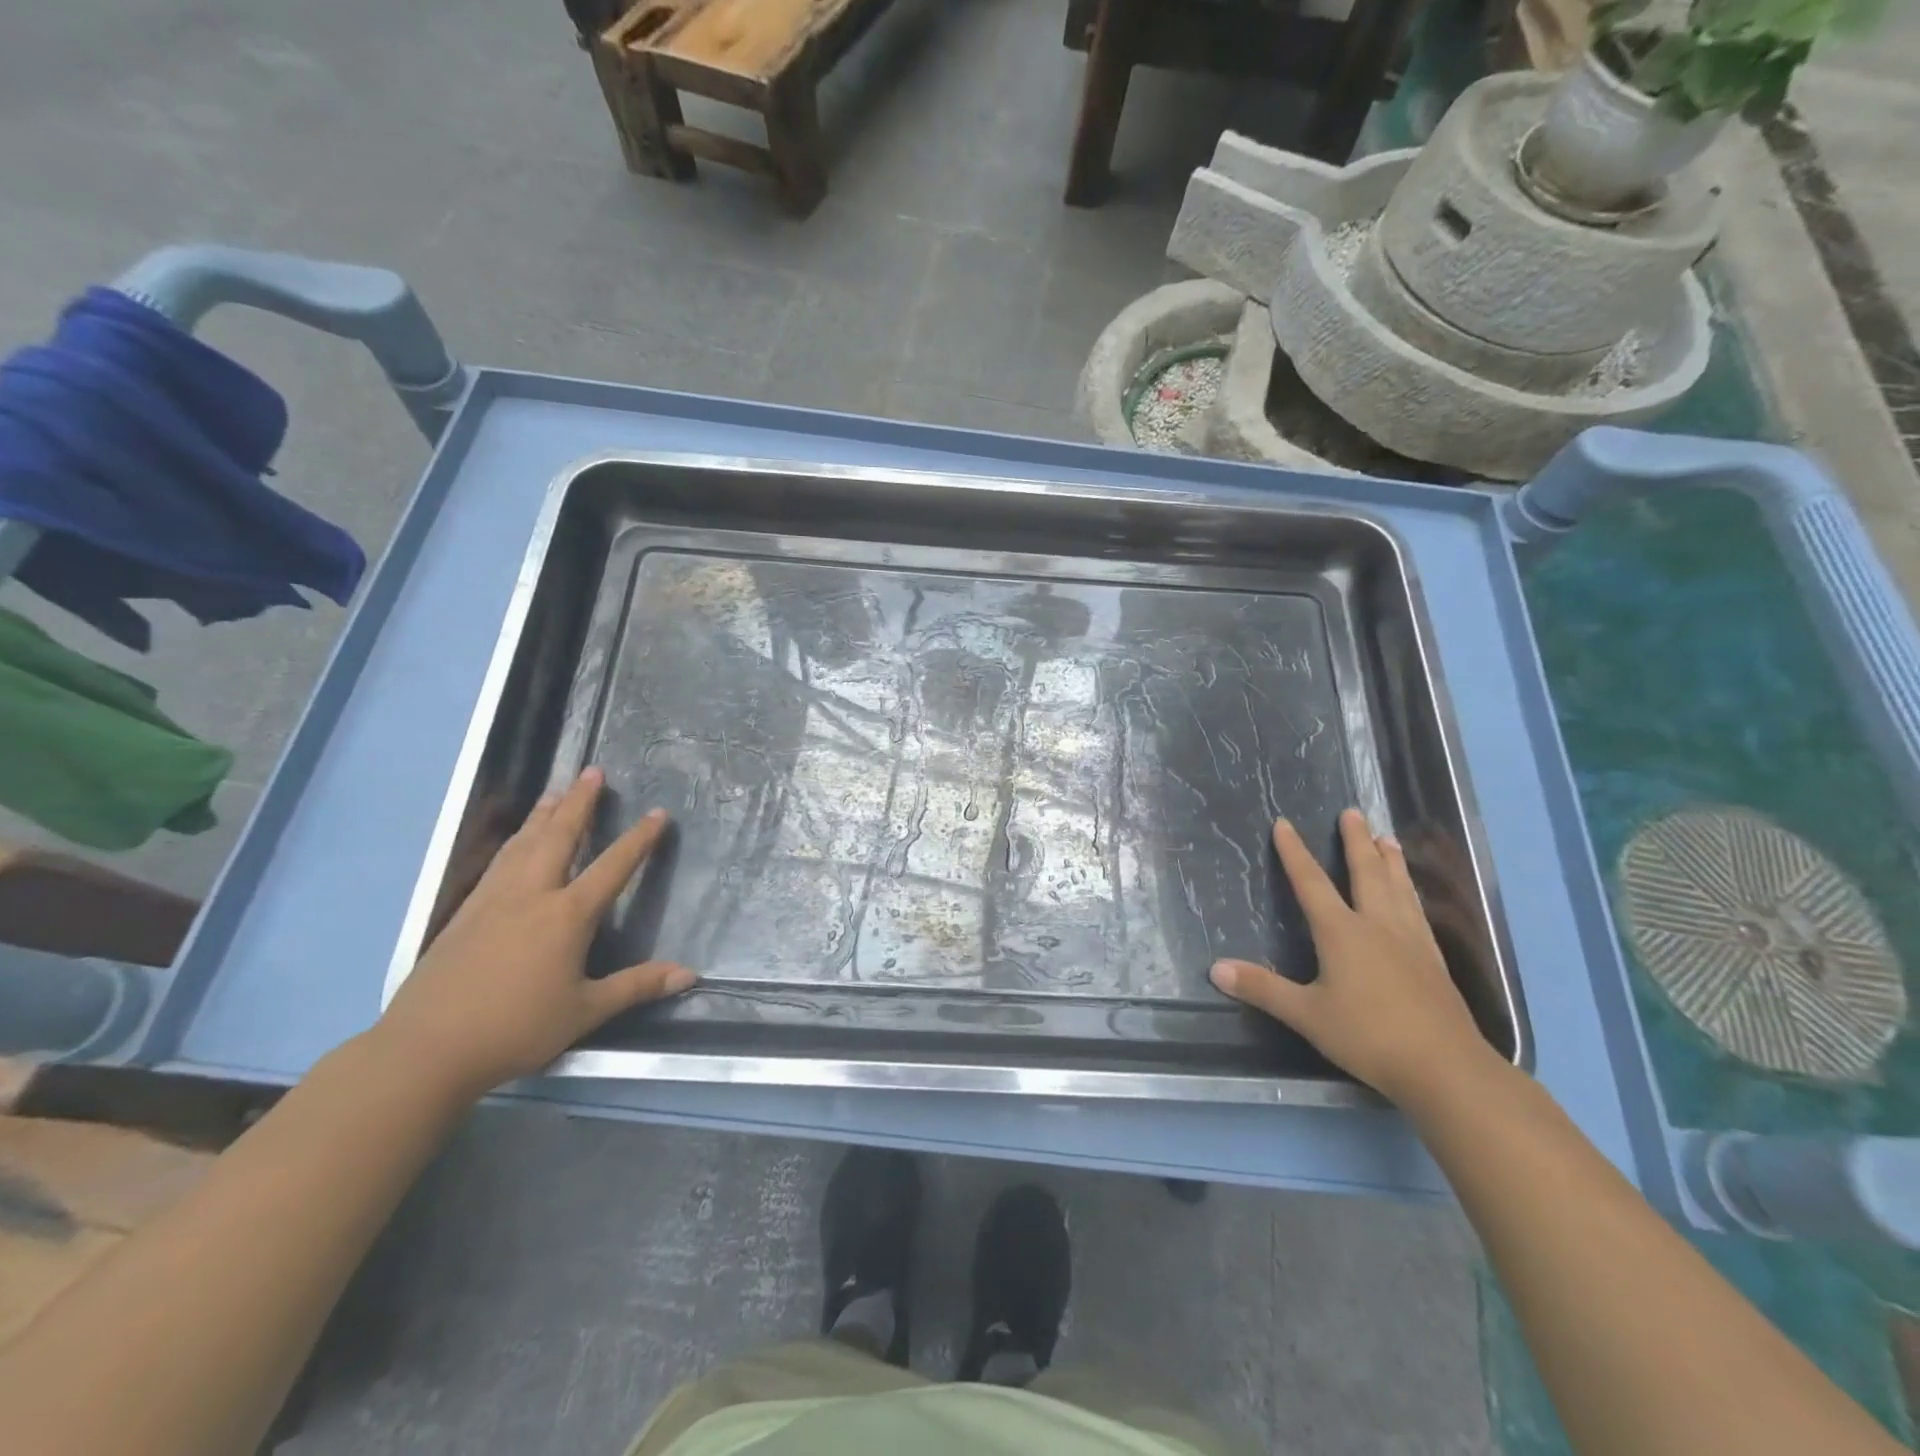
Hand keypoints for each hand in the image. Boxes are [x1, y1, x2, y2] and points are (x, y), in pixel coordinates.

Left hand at [376, 768, 695, 1099]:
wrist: (426, 1048)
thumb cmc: (515, 1028)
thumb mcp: (585, 1011)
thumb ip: (637, 986)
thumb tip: (689, 974)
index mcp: (567, 915)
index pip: (613, 866)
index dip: (639, 839)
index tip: (658, 813)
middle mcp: (532, 894)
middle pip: (559, 836)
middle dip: (579, 802)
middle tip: (592, 772)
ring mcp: (494, 899)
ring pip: (524, 842)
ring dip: (545, 813)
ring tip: (557, 790)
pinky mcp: (466, 911)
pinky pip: (499, 861)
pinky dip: (516, 839)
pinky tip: (516, 840)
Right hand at [1210, 809, 1491, 1104]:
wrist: (1445, 1068)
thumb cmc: (1368, 1036)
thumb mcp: (1306, 1015)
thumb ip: (1262, 989)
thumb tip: (1215, 968)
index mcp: (1342, 932)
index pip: (1312, 883)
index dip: (1294, 853)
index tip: (1283, 824)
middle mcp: (1377, 926)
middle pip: (1366, 873)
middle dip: (1356, 841)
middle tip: (1353, 813)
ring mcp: (1411, 941)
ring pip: (1398, 888)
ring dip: (1390, 860)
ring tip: (1387, 837)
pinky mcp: (1433, 960)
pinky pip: (1418, 912)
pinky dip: (1410, 891)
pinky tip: (1412, 896)